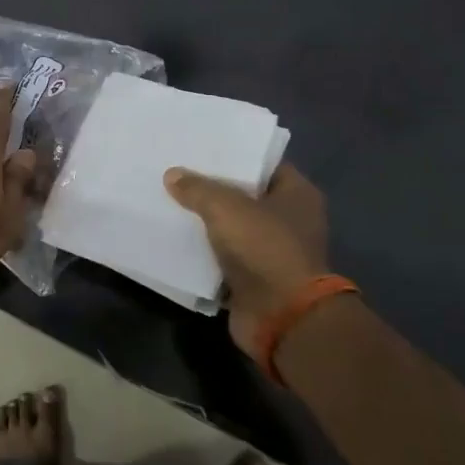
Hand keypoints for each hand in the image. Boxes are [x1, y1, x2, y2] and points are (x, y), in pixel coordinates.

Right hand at [165, 162, 330, 353]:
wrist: (282, 318)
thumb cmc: (265, 248)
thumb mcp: (226, 207)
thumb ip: (197, 188)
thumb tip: (173, 175)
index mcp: (297, 194)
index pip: (263, 163)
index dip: (234, 154)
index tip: (201, 146)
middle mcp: (289, 221)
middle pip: (244, 195)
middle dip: (212, 187)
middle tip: (176, 170)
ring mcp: (272, 252)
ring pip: (231, 227)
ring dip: (204, 221)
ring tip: (167, 200)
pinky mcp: (253, 279)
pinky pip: (221, 257)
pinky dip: (202, 252)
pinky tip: (173, 236)